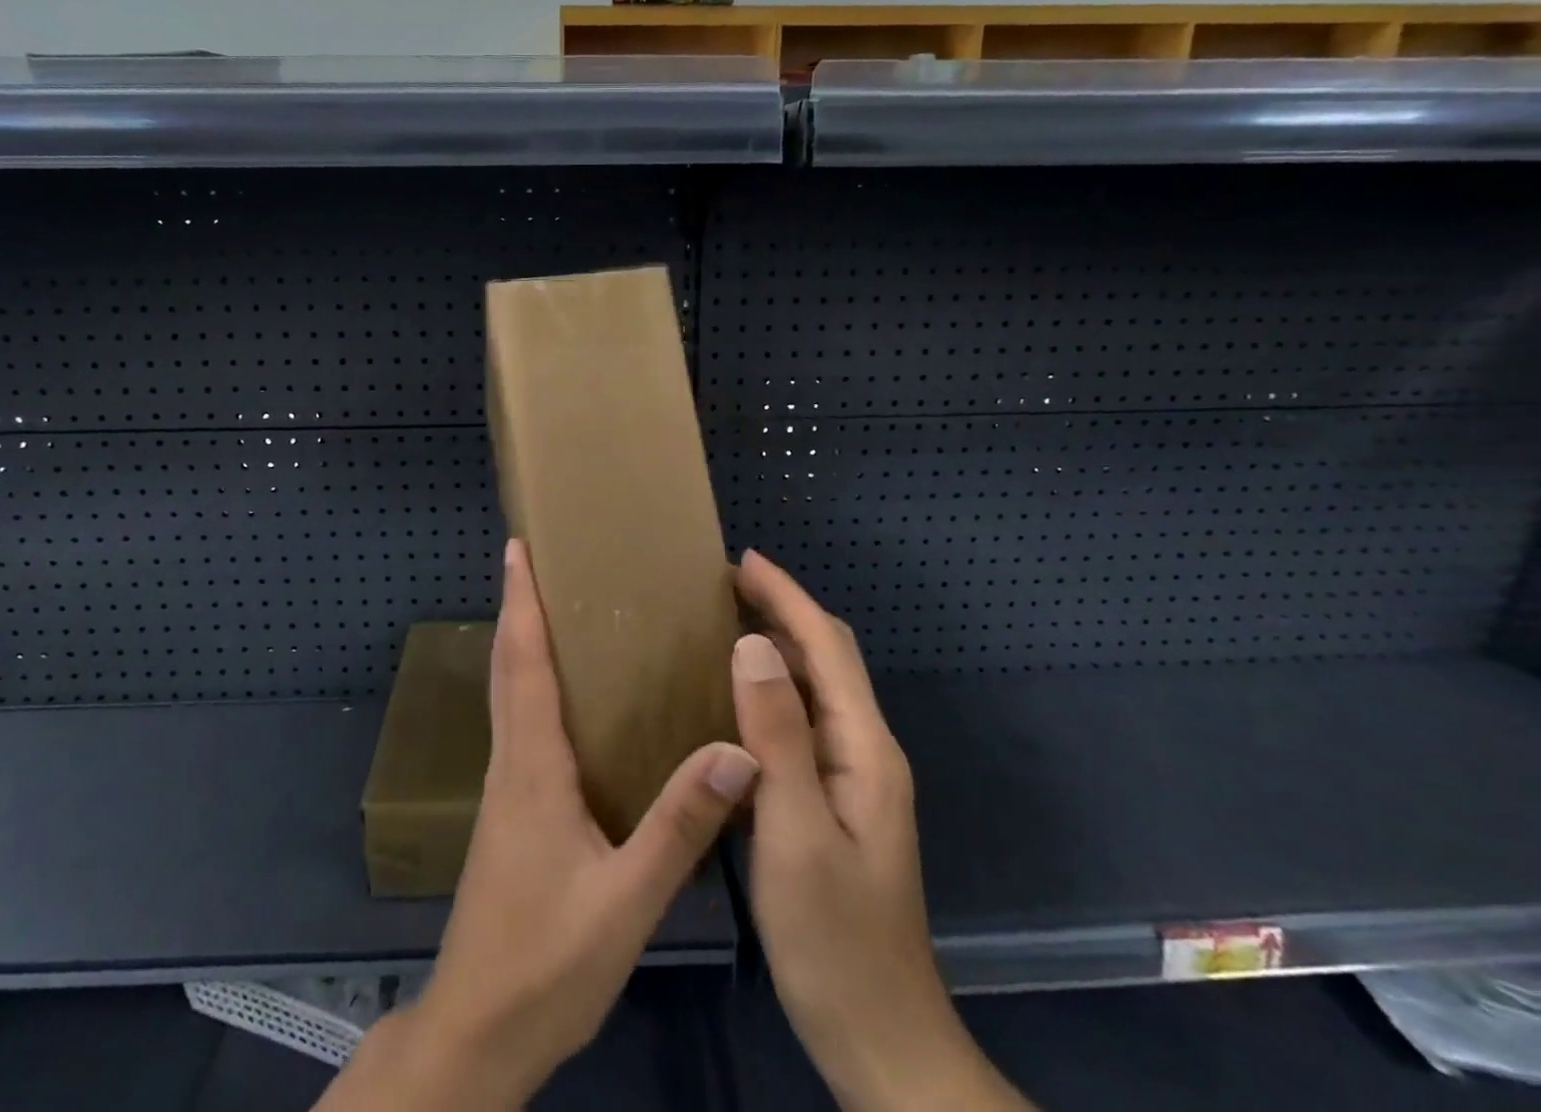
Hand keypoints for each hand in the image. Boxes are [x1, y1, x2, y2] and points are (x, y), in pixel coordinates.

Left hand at [321, 540, 759, 1110]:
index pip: (523, 662)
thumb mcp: (626, 900)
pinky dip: (531, 685)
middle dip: (517, 607)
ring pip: (509, 694)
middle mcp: (513, 762)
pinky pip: (520, 726)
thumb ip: (680, 825)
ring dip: (521, 642)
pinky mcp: (511, 812)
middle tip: (535, 560)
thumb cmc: (546, 961)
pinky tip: (565, 697)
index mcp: (533, 766)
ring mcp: (506, 788)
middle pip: (508, 666)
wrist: (478, 1032)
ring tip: (552, 607)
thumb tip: (737, 749)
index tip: (518, 548)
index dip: (521, 601)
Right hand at [733, 551, 1027, 1111]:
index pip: (826, 646)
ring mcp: (850, 779)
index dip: (787, 596)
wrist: (880, 1039)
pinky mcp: (831, 803)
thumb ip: (777, 735)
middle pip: (825, 658)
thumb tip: (752, 644)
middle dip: (782, 610)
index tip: (741, 560)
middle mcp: (864, 751)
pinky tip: (730, 701)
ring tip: (720, 625)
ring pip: (811, 689)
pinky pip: (797, 725)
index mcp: (864, 749)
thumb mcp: (795, 832)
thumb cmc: (835, 940)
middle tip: (722, 585)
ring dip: (774, 648)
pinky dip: (767, 693)